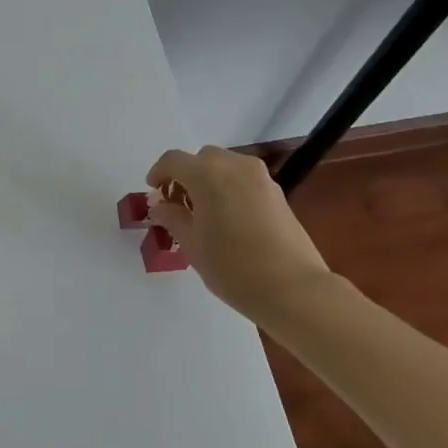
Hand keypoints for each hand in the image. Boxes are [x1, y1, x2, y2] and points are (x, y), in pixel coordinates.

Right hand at [147, 146, 335, 319]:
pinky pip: (244, 179)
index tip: (154, 194)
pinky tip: (230, 218)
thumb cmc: (232, 267)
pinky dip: (230, 188)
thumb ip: (172, 218)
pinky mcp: (277, 192)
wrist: (293, 288)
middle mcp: (233, 165)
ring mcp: (259, 176)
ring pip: (225, 166)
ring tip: (205, 213)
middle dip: (186, 176)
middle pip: (201, 159)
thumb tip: (160, 206)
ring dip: (209, 180)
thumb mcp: (191, 244)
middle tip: (179, 205)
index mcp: (206, 174)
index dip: (158, 173)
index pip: (173, 160)